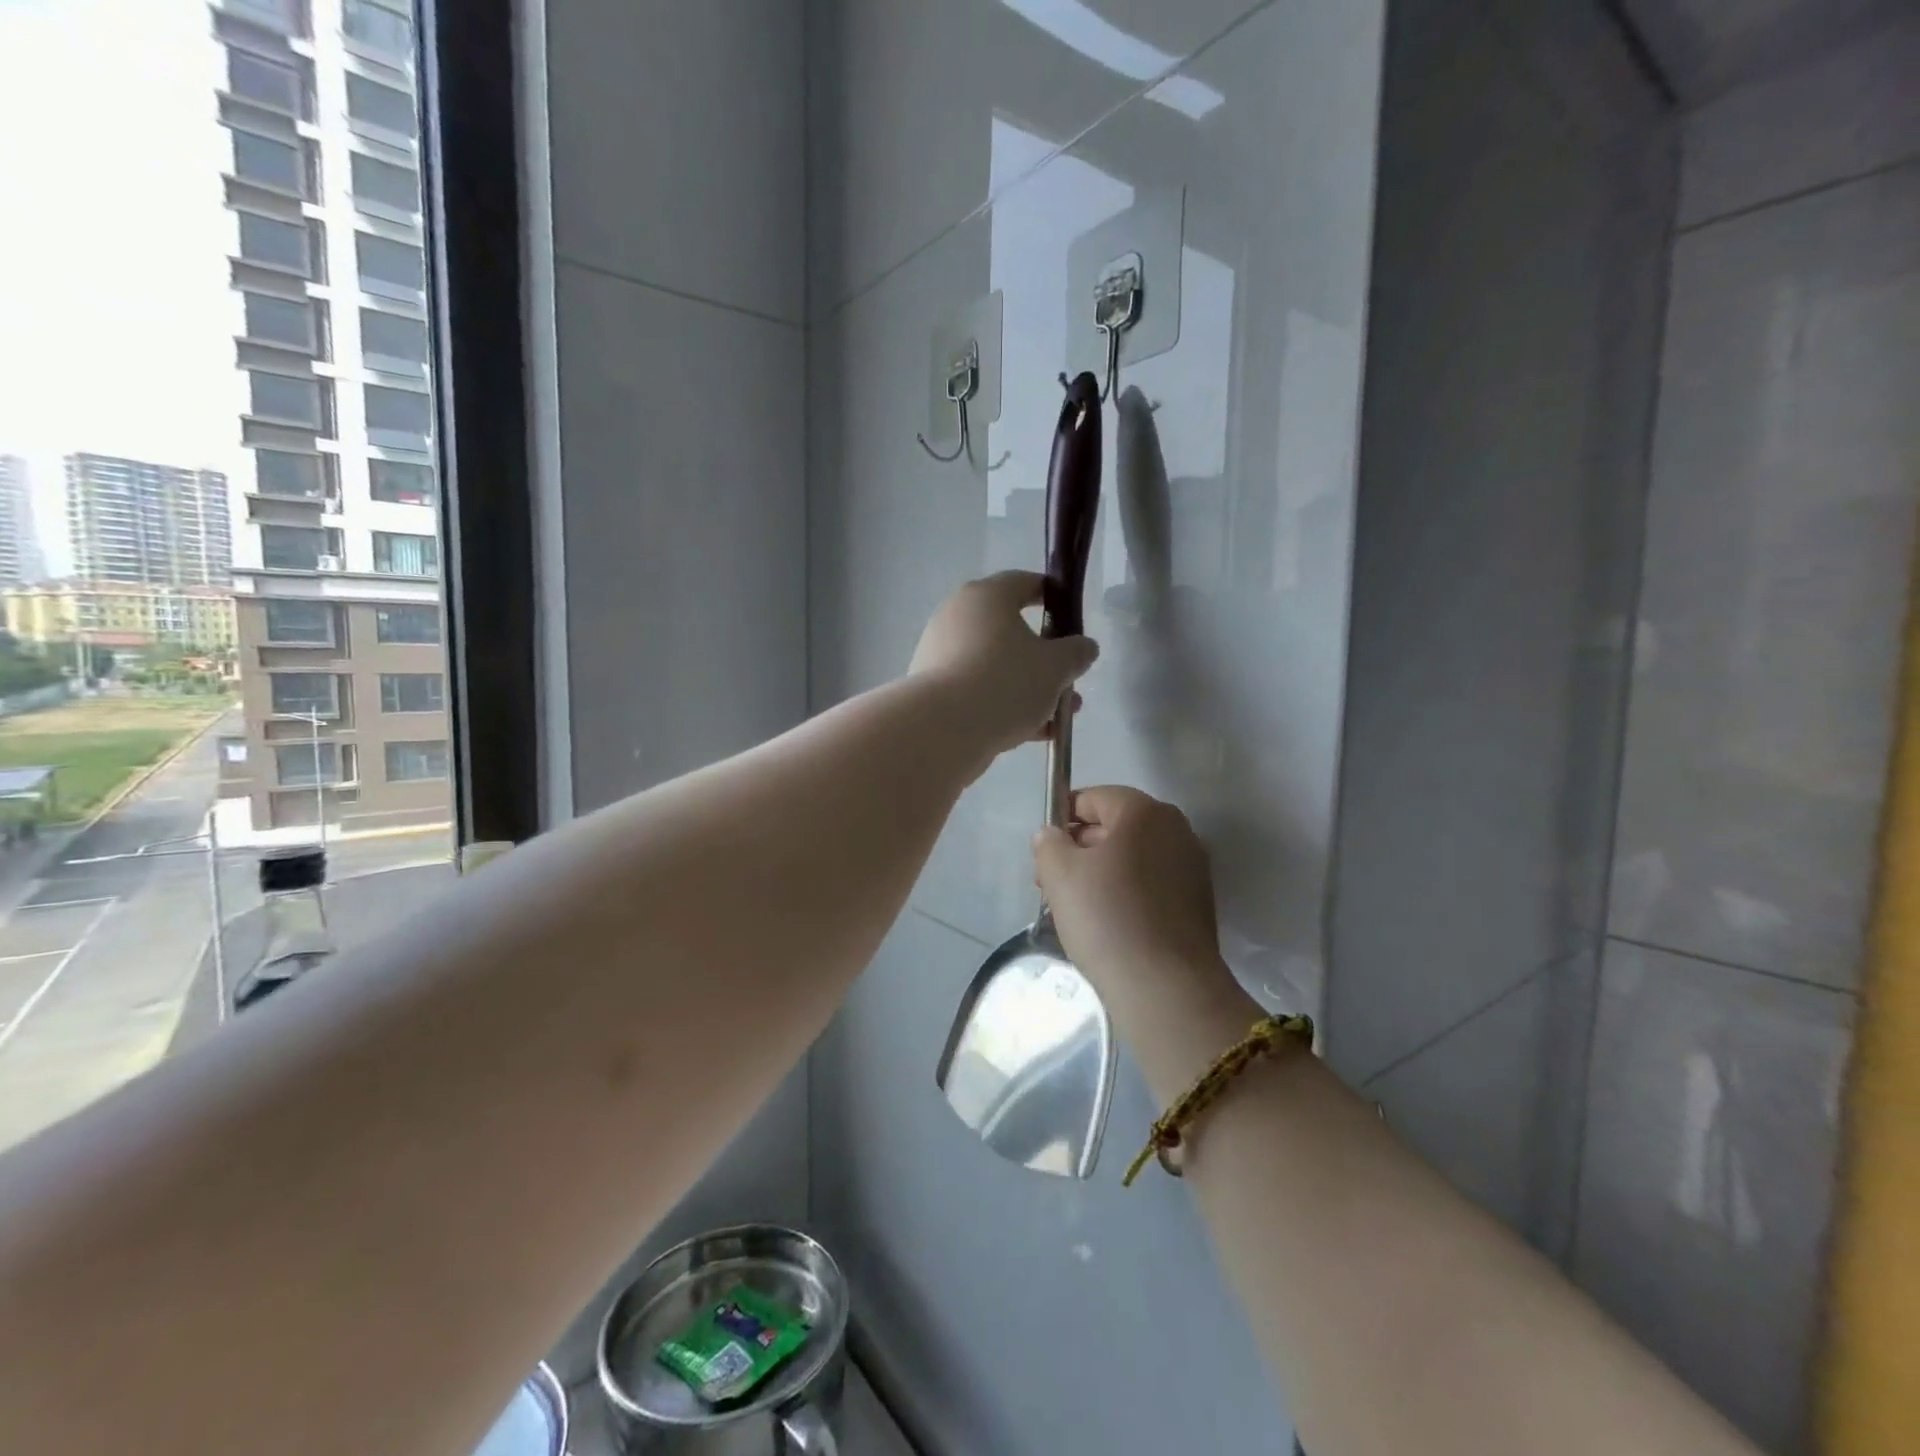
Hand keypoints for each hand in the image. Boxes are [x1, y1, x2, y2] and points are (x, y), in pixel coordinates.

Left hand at [909, 571, 1098, 760]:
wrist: (942, 729)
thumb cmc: (1005, 682)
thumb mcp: (1055, 667)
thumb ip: (1076, 652)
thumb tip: (1084, 646)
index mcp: (987, 596)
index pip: (1025, 583)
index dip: (1053, 597)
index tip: (1071, 619)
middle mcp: (958, 617)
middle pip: (1010, 631)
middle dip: (1045, 659)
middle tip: (1069, 681)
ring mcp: (941, 653)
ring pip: (995, 665)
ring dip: (1029, 687)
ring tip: (1057, 717)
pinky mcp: (933, 689)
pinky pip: (977, 690)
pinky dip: (1004, 705)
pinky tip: (1032, 732)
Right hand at [1034, 786, 1234, 997]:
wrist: (1165, 988)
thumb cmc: (1106, 917)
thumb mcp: (1059, 873)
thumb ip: (1048, 842)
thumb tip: (1052, 834)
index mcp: (1144, 811)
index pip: (1093, 797)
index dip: (1062, 818)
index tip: (1044, 851)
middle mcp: (1176, 829)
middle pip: (1115, 826)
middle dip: (1079, 848)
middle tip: (1050, 883)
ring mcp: (1192, 866)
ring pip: (1133, 857)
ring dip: (1100, 873)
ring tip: (1073, 907)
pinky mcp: (1197, 901)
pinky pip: (1151, 883)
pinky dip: (1126, 893)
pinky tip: (1105, 923)